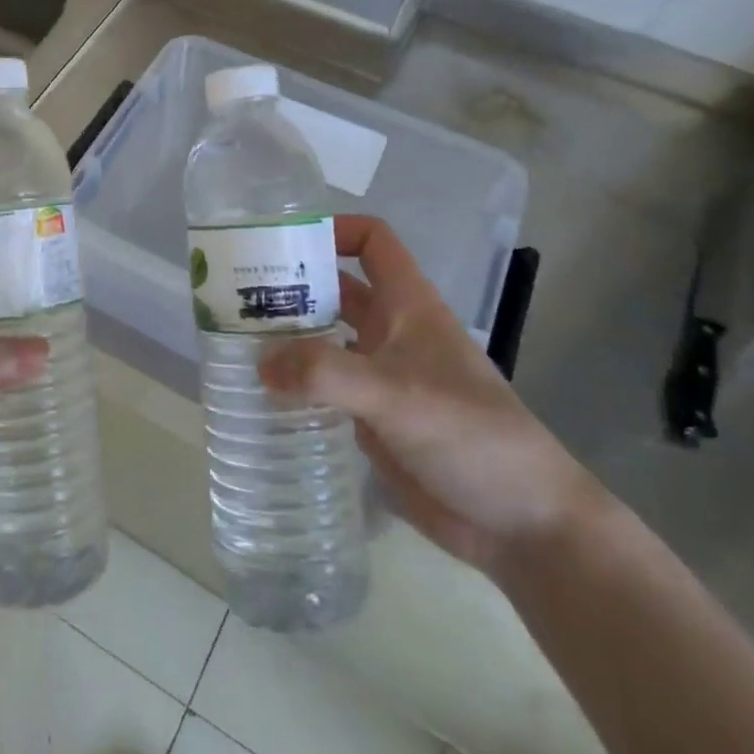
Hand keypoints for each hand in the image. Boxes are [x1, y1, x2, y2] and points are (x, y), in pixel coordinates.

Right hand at [260, 215, 602, 577]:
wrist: (520, 523)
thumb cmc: (469, 435)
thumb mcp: (396, 394)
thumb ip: (325, 374)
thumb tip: (259, 364)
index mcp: (408, 306)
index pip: (372, 242)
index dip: (333, 229)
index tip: (281, 242)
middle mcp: (391, 332)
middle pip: (335, 290)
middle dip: (291, 286)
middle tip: (234, 295)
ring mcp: (380, 377)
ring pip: (324, 340)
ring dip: (286, 337)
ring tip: (233, 341)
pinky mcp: (371, 419)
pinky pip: (323, 388)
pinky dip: (293, 384)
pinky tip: (258, 394)